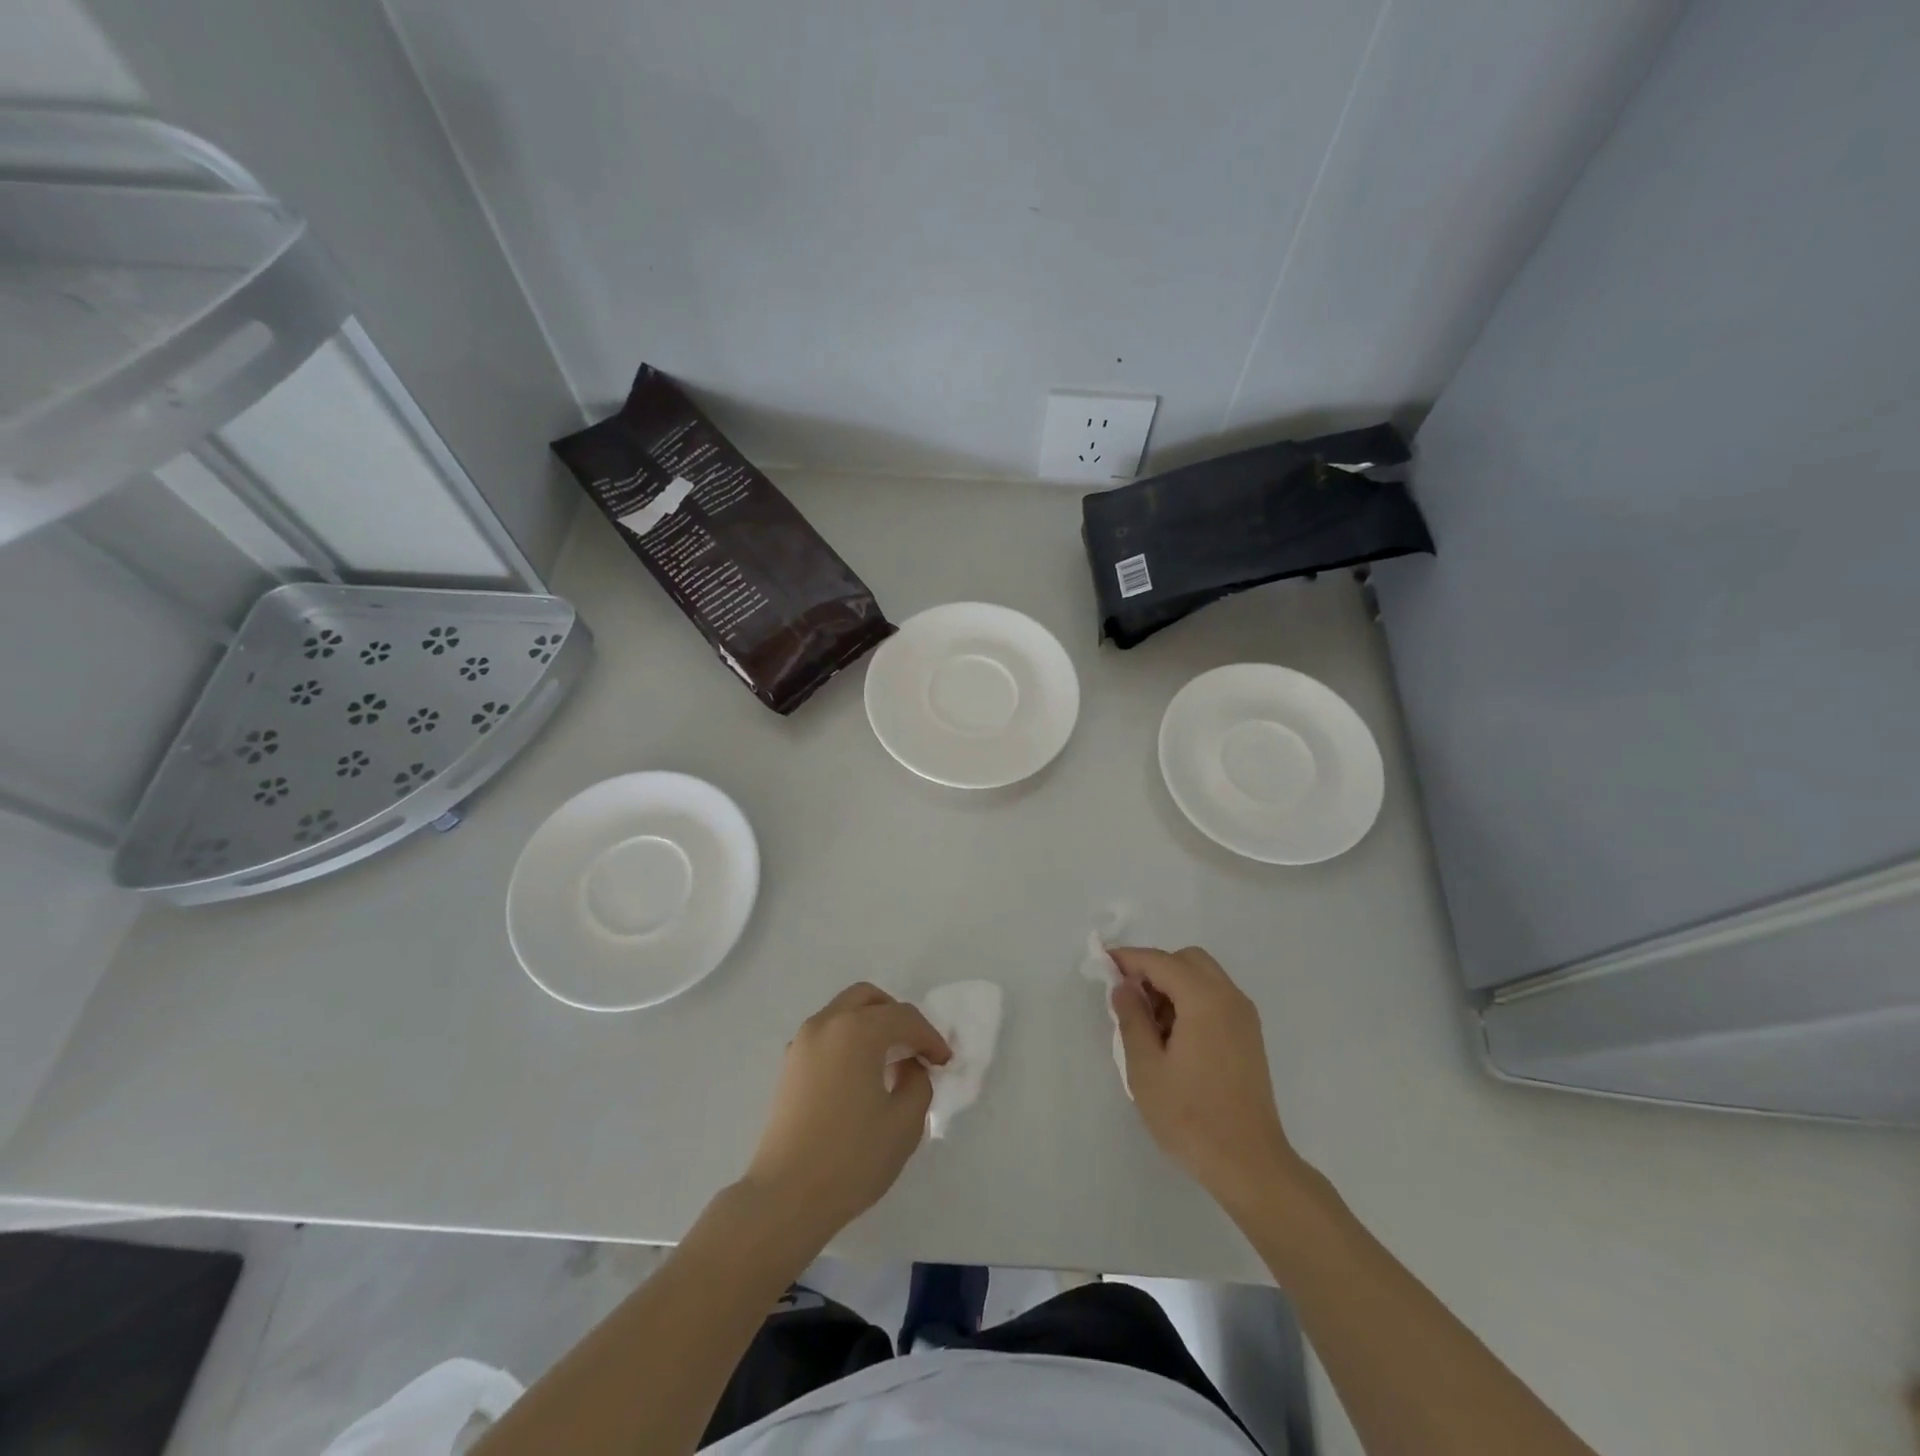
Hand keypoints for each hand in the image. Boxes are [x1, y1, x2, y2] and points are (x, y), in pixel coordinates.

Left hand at [743, 983, 950, 1245]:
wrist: (786, 1197)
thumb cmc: (851, 1158)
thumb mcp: (904, 1123)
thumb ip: (918, 1083)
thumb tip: (909, 1067)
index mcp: (857, 1030)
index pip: (904, 1018)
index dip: (930, 1037)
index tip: (944, 1062)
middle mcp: (826, 1024)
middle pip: (868, 999)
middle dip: (897, 1017)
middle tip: (915, 1049)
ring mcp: (802, 1043)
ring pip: (843, 1012)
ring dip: (870, 1025)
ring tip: (889, 1062)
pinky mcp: (789, 1065)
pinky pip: (826, 1034)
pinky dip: (848, 1040)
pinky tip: (860, 1075)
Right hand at [1109, 946, 1308, 1215]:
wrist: (1250, 1165)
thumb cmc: (1191, 1117)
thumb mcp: (1146, 1068)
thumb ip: (1132, 1018)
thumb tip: (1124, 986)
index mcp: (1204, 1000)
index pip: (1160, 961)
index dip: (1129, 958)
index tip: (1102, 963)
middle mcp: (1230, 998)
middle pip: (1187, 960)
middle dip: (1155, 969)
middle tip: (1130, 999)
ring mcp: (1244, 1017)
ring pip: (1203, 978)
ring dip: (1173, 986)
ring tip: (1149, 1026)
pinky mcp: (1249, 1037)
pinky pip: (1215, 999)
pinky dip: (1191, 1001)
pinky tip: (1173, 1039)